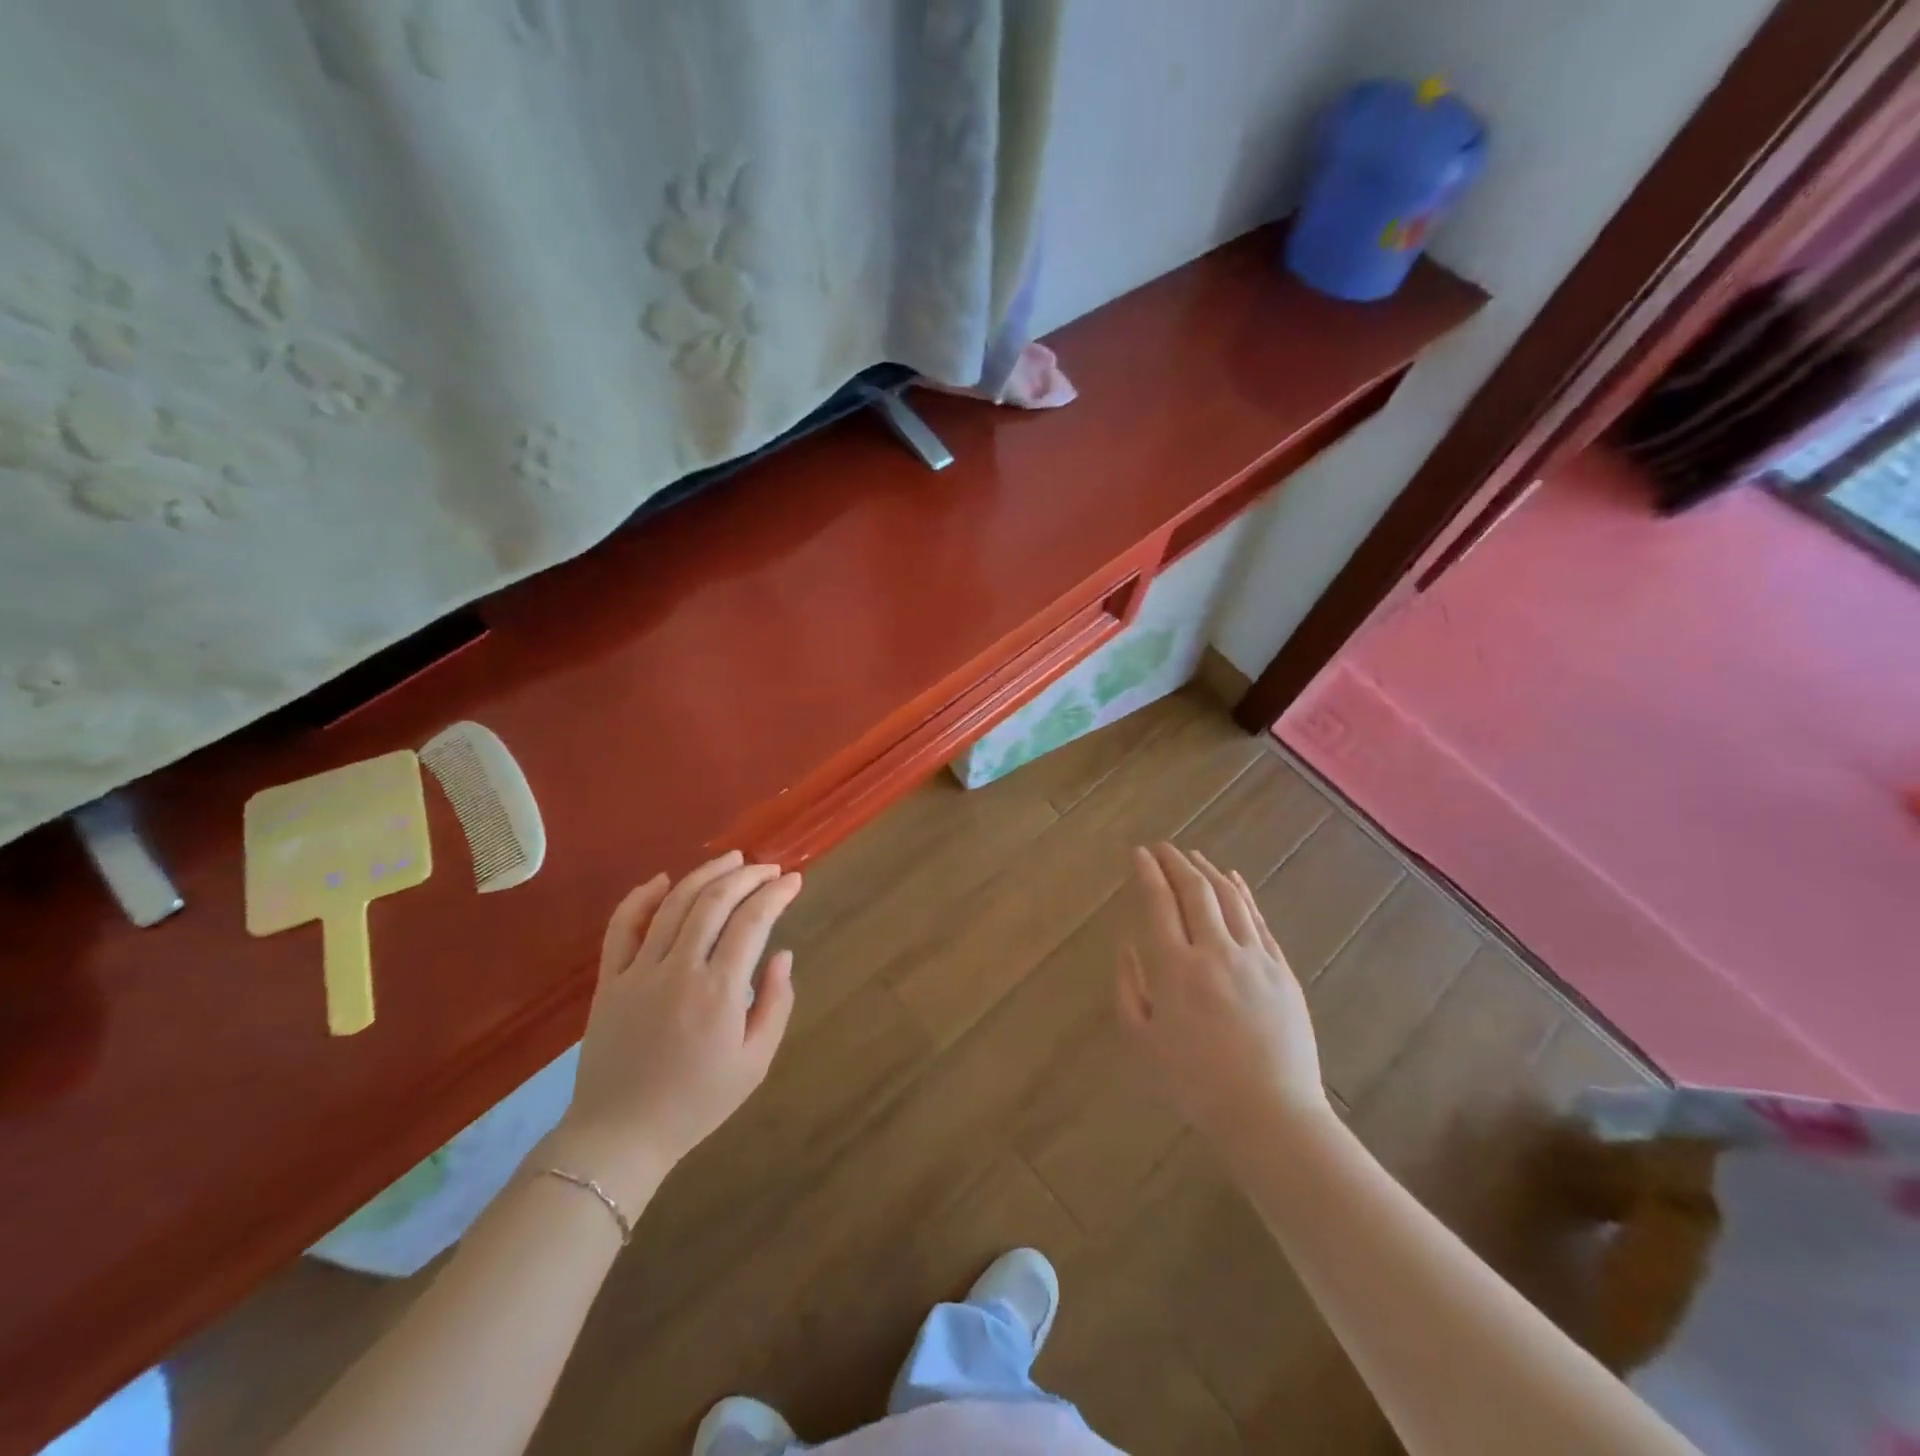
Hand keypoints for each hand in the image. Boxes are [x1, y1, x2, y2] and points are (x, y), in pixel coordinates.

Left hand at [550, 852, 802, 1203]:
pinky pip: (622, 927)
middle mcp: (679, 970)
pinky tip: (662, 880)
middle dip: (747, 875)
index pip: (753, 922)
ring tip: (732, 860)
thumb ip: (775, 1003)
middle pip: (714, 902)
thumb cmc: (697, 1102)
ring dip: (706, 874)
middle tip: (768, 868)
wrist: (620, 1136)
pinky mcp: (609, 980)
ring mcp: (638, 972)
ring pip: (673, 904)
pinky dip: (640, 897)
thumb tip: (782, 954)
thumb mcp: (755, 1063)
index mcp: (719, 992)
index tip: (793, 881)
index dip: (776, 894)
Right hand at [1118, 843, 1329, 1150]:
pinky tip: (1233, 880)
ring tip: (1193, 856)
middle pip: (1195, 890)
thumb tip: (1127, 945)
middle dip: (1175, 862)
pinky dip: (1242, 893)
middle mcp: (1214, 951)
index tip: (1139, 853)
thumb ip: (1127, 988)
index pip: (1159, 903)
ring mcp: (1253, 958)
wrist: (1268, 1113)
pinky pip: (1258, 919)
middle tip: (1162, 847)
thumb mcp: (1141, 1042)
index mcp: (1174, 968)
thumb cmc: (1194, 1083)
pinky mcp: (1281, 970)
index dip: (1148, 872)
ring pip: (1229, 898)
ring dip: (1207, 871)